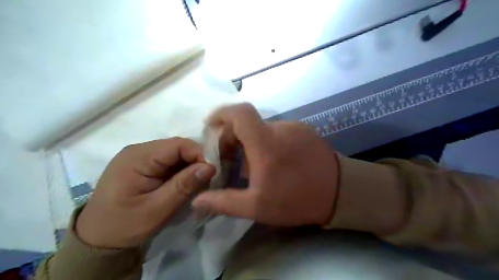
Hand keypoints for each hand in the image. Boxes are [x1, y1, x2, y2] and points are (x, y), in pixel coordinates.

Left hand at [74, 138, 215, 246]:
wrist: (98, 240)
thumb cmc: (125, 225)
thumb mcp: (157, 209)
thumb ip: (184, 185)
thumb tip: (211, 167)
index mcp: (138, 157)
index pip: (178, 144)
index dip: (199, 154)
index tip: (212, 172)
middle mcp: (139, 151)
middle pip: (177, 147)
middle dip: (196, 161)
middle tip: (207, 180)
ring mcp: (140, 157)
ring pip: (175, 154)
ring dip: (189, 167)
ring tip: (197, 183)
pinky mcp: (143, 165)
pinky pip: (169, 162)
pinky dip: (181, 171)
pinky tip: (185, 183)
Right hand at [191, 103, 338, 225]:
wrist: (342, 193)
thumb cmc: (297, 199)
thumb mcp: (257, 206)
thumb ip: (224, 202)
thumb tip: (197, 201)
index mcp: (265, 142)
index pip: (240, 113)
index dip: (222, 114)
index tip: (211, 126)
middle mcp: (279, 128)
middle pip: (247, 122)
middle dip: (233, 137)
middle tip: (230, 159)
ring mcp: (294, 127)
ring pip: (262, 129)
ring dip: (251, 142)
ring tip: (253, 166)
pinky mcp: (304, 131)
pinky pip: (278, 132)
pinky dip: (267, 142)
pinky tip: (273, 162)